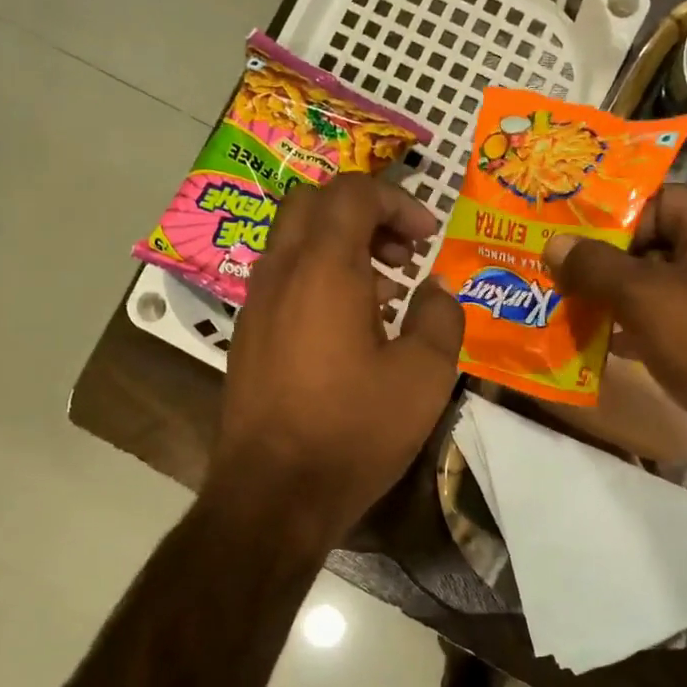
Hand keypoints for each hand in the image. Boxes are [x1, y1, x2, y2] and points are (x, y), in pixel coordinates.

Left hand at [207, 174, 465, 552]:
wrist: (273, 494)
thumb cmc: (353, 430)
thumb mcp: (423, 376)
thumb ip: (440, 317)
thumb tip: (435, 289)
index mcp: (322, 269)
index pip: (352, 192)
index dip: (398, 201)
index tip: (428, 239)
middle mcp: (279, 273)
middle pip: (313, 204)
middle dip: (364, 213)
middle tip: (402, 253)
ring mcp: (255, 306)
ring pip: (293, 242)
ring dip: (340, 248)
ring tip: (385, 294)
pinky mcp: (247, 338)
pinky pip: (283, 281)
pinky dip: (318, 280)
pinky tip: (349, 331)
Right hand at [542, 187, 686, 493]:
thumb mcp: (645, 296)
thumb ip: (595, 267)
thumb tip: (553, 243)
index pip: (654, 201)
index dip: (607, 217)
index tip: (561, 236)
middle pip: (651, 246)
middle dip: (600, 262)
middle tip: (550, 273)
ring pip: (655, 289)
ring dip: (611, 299)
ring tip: (562, 307)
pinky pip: (665, 325)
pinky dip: (631, 331)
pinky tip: (595, 345)